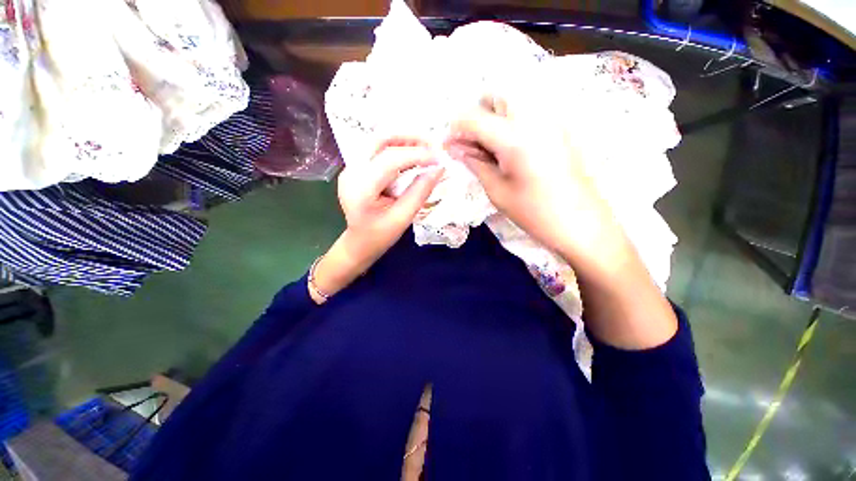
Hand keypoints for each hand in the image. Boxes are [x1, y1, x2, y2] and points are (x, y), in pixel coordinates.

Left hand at [338, 138, 444, 267]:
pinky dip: (397, 148)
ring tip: (425, 148)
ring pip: (378, 141)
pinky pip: (377, 150)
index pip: (389, 160)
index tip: (439, 158)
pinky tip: (412, 155)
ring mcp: (351, 168)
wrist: (358, 243)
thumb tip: (438, 169)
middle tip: (433, 145)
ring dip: (404, 140)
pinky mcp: (356, 168)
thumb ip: (420, 192)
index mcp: (360, 189)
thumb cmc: (380, 236)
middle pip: (379, 140)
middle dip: (409, 138)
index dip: (417, 155)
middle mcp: (351, 172)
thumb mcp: (403, 218)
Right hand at [445, 100, 621, 265]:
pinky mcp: (560, 126)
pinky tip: (511, 149)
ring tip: (491, 149)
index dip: (455, 129)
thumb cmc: (534, 213)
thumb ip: (475, 163)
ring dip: (494, 117)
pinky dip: (512, 122)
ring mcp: (551, 118)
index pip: (473, 117)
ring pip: (513, 100)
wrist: (581, 223)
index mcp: (514, 137)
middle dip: (477, 115)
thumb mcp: (497, 191)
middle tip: (472, 145)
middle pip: (495, 95)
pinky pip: (529, 111)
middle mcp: (534, 117)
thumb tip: (454, 148)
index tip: (449, 145)